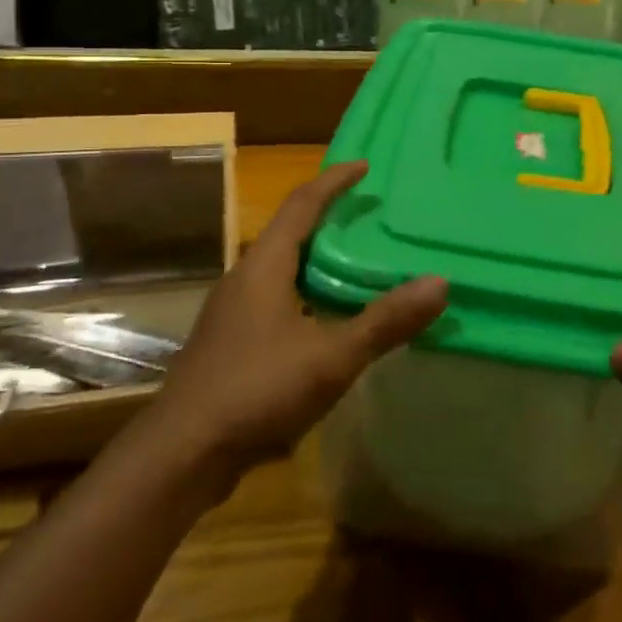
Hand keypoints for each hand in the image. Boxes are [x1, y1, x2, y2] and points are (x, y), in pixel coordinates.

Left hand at [154, 160, 446, 479]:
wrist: (181, 455)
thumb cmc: (256, 390)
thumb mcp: (331, 357)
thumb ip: (385, 321)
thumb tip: (440, 283)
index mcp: (264, 265)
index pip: (302, 204)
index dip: (334, 181)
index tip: (364, 166)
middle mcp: (244, 278)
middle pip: (289, 231)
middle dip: (328, 217)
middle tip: (368, 214)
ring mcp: (232, 312)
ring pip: (281, 269)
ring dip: (316, 258)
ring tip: (356, 263)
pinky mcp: (229, 343)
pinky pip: (275, 299)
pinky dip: (306, 293)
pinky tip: (326, 320)